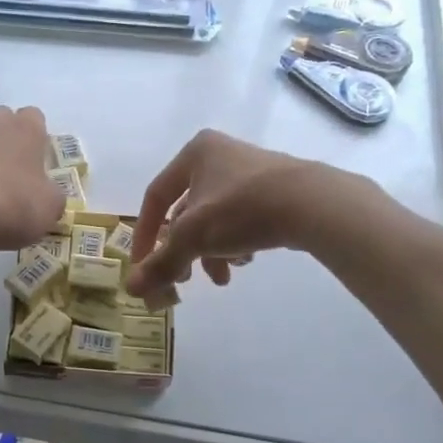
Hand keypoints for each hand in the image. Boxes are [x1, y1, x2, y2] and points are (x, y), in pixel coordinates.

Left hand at [0, 105, 65, 251]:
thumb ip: (53, 200)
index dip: (37, 141)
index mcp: (27, 129)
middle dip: (6, 143)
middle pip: (2, 122)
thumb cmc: (10, 202)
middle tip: (10, 177)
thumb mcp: (48, 209)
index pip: (36, 119)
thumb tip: (49, 197)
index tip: (37, 166)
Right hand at [126, 131, 335, 295]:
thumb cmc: (241, 209)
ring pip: (214, 219)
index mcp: (195, 154)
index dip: (145, 234)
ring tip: (223, 277)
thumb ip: (161, 263)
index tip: (143, 266)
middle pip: (187, 212)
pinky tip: (246, 261)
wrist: (312, 204)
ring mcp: (250, 171)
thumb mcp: (194, 237)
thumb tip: (130, 289)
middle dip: (184, 251)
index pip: (155, 196)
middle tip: (184, 279)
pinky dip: (236, 243)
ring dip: (211, 252)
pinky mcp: (274, 189)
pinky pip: (241, 219)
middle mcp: (219, 155)